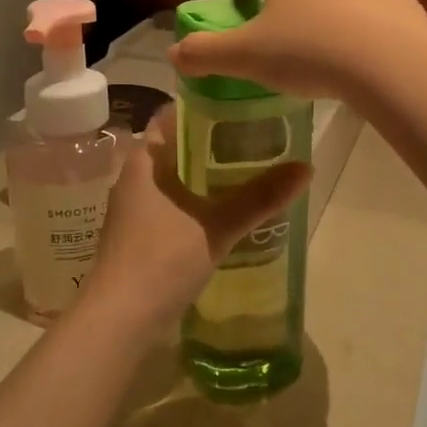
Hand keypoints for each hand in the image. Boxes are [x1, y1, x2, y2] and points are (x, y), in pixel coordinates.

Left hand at [86, 105, 311, 328]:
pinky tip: (225, 211)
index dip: (203, 107)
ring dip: (204, 175)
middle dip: (211, 143)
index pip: (172, 116)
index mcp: (144, 161)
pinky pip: (172, 205)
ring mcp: (133, 209)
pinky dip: (196, 201)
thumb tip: (306, 168)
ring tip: (247, 171)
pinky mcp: (138, 237)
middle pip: (176, 147)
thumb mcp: (218, 225)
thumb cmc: (162, 259)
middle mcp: (134, 178)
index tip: (239, 106)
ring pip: (174, 179)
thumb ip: (260, 196)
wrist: (119, 320)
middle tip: (254, 138)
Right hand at [168, 0, 426, 101]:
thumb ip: (205, 52)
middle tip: (279, 32)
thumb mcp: (246, 56)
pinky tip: (355, 55)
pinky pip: (370, 5)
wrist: (389, 62)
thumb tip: (174, 54)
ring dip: (324, 6)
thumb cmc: (307, 48)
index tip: (240, 12)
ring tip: (320, 46)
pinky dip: (358, 22)